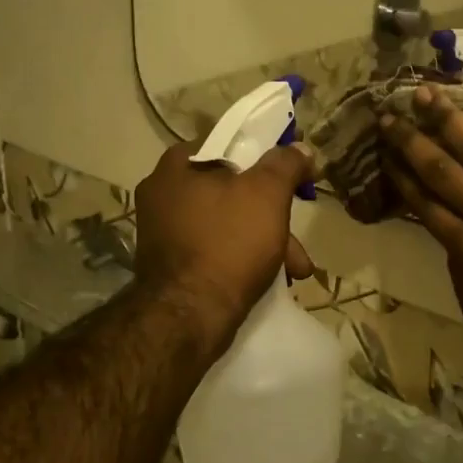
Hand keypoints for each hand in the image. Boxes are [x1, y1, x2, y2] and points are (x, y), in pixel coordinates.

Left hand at [134, 141, 315, 348]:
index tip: (293, 174)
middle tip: (298, 235)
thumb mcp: (267, 194)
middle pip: (232, 189)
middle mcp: (163, 194)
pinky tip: (272, 278)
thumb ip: (285, 164)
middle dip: (274, 213)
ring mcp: (164, 232)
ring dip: (267, 240)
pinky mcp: (171, 266)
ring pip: (228, 223)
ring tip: (297, 268)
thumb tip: (300, 148)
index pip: (229, 143)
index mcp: (177, 166)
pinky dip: (244, 258)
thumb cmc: (228, 243)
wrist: (188, 318)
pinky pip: (216, 249)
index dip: (267, 155)